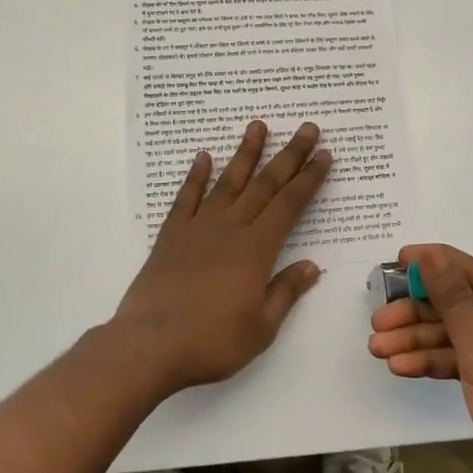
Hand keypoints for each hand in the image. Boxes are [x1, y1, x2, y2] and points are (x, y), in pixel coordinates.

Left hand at [112, 121, 330, 394]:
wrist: (149, 346)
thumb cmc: (211, 342)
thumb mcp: (261, 328)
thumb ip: (285, 292)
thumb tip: (312, 266)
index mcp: (257, 249)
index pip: (290, 205)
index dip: (309, 179)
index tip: (324, 155)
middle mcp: (230, 228)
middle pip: (265, 184)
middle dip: (289, 155)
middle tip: (306, 128)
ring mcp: (198, 228)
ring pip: (228, 181)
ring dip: (245, 153)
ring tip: (257, 125)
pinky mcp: (171, 235)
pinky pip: (187, 198)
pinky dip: (196, 176)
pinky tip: (203, 157)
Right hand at [368, 243, 472, 472]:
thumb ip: (452, 298)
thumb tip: (429, 254)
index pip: (471, 270)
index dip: (430, 265)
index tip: (393, 260)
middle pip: (462, 304)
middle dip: (418, 314)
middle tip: (377, 322)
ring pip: (460, 333)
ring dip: (420, 341)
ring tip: (377, 349)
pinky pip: (468, 358)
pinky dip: (438, 362)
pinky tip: (402, 367)